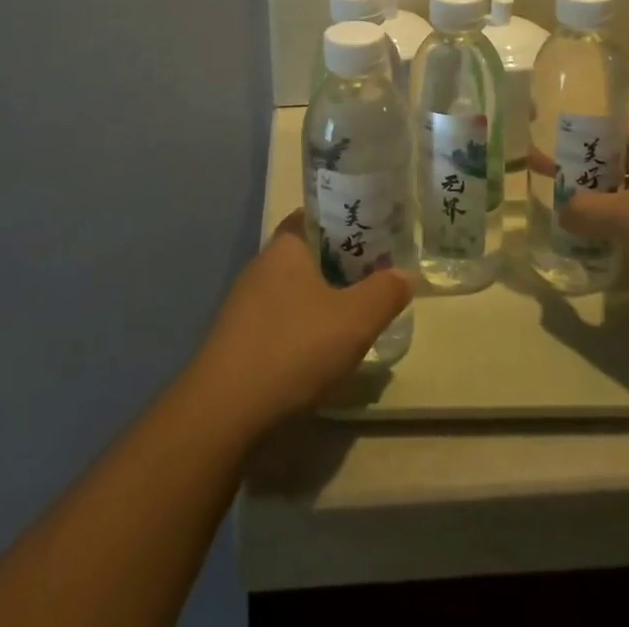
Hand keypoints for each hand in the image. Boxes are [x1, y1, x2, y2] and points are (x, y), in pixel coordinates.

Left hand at [190, 211, 411, 431]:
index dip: (344, 222)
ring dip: (321, 299)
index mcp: (286, 246)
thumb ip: (384, 293)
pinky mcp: (237, 340)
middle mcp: (261, 265)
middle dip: (339, 264)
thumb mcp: (354, 321)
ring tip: (354, 317)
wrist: (224, 413)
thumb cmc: (293, 348)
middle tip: (374, 278)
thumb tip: (404, 274)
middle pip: (307, 253)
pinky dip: (301, 329)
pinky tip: (319, 354)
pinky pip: (278, 320)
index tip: (374, 236)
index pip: (315, 216)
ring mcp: (245, 304)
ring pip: (293, 289)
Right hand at [557, 116, 628, 326]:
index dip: (575, 130)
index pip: (605, 123)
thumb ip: (585, 211)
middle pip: (616, 155)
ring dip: (604, 197)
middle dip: (583, 167)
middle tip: (550, 178)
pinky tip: (611, 241)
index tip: (547, 139)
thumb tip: (562, 210)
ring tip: (573, 212)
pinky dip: (627, 221)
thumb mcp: (625, 218)